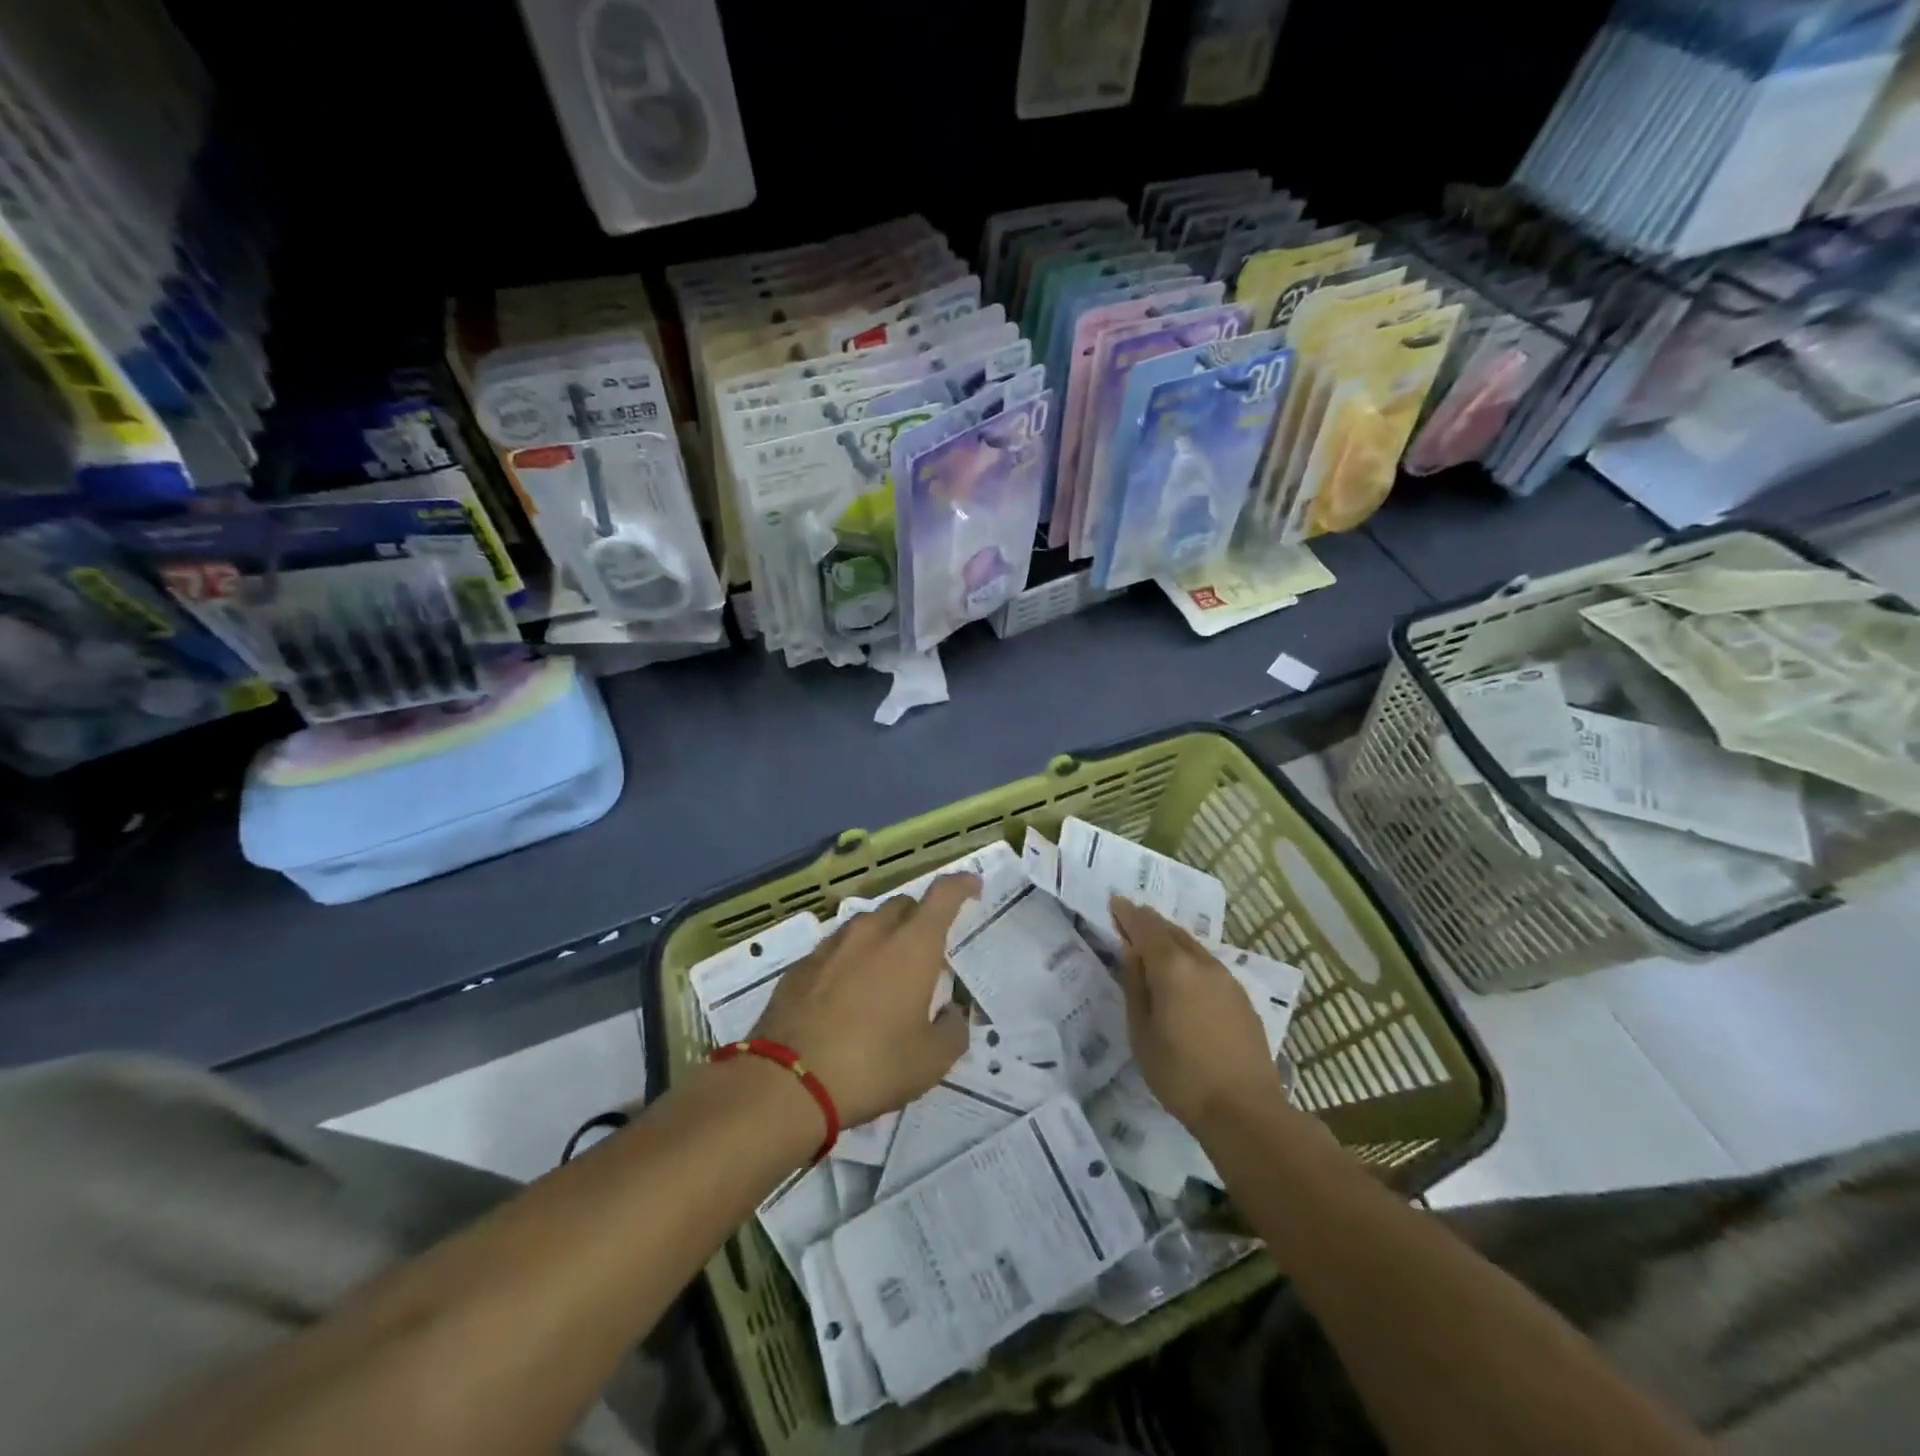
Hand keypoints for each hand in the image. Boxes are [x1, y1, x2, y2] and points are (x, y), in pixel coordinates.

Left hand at [751, 874, 977, 1128]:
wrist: (787, 1083)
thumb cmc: (872, 1066)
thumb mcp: (931, 1061)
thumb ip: (953, 1029)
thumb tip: (952, 1013)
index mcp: (912, 946)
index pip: (943, 895)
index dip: (961, 884)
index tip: (972, 886)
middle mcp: (873, 933)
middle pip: (903, 906)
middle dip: (920, 919)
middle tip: (926, 952)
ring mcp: (832, 945)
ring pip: (866, 924)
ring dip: (883, 938)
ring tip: (884, 974)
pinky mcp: (801, 966)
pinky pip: (836, 949)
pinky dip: (850, 960)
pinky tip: (846, 994)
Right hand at [1111, 898, 1285, 1131]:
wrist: (1245, 1110)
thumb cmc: (1181, 1074)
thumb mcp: (1142, 1032)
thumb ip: (1135, 986)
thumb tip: (1132, 953)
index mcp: (1173, 967)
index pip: (1146, 928)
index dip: (1128, 914)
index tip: (1114, 902)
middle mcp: (1202, 963)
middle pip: (1171, 931)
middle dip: (1149, 923)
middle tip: (1130, 920)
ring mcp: (1226, 979)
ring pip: (1192, 946)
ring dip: (1170, 940)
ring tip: (1153, 946)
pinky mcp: (1241, 998)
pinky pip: (1207, 965)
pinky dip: (1189, 960)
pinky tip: (1183, 976)